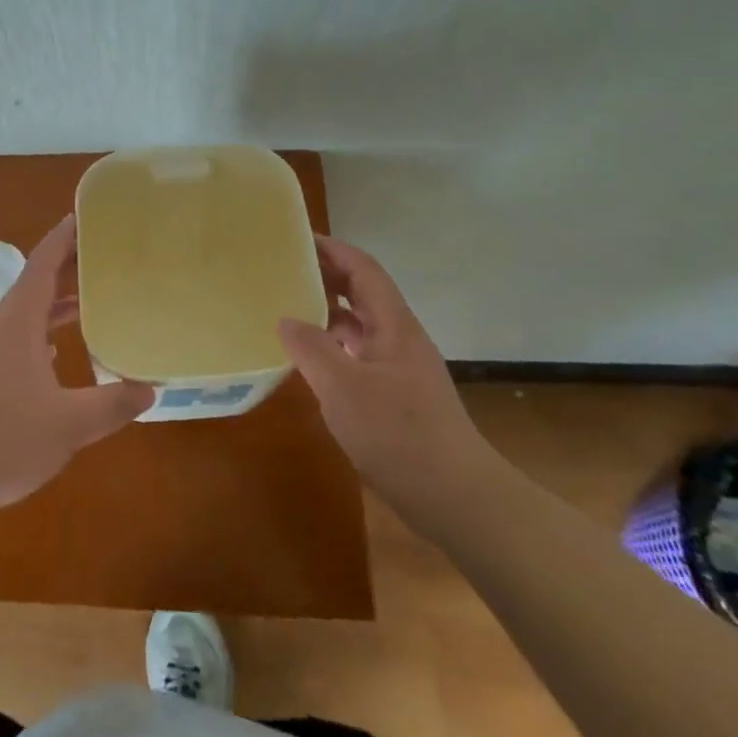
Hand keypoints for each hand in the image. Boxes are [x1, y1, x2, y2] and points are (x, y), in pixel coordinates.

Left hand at [0, 216, 153, 516]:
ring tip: (98, 294)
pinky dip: (51, 331)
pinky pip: (27, 338)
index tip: (88, 216)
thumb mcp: (67, 425)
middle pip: (39, 283)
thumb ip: (111, 405)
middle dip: (70, 264)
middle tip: (108, 253)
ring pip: (32, 312)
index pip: (43, 264)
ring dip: (62, 299)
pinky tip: (67, 350)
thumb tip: (150, 388)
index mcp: (20, 323)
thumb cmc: (3, 438)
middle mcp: (6, 329)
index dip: (64, 237)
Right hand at [277, 235, 500, 523]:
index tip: (296, 239)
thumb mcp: (343, 388)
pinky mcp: (395, 396)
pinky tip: (308, 360)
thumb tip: (285, 318)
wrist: (455, 498)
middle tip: (282, 269)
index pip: (363, 269)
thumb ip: (311, 348)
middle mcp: (398, 338)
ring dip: (326, 312)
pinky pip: (357, 355)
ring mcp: (398, 368)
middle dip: (325, 275)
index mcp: (394, 325)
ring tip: (286, 307)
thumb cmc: (399, 434)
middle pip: (361, 293)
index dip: (332, 249)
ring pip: (359, 325)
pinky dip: (331, 347)